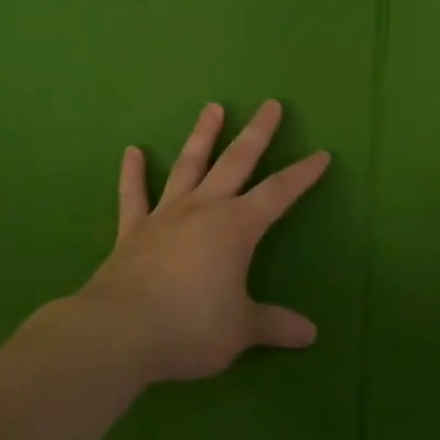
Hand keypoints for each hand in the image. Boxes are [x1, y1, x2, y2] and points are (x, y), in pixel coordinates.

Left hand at [77, 99, 330, 384]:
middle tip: (270, 104)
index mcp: (236, 227)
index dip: (302, 175)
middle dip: (257, 133)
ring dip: (202, 137)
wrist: (118, 332)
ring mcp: (165, 216)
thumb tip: (310, 335)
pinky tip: (132, 151)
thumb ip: (274, 325)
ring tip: (212, 108)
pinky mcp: (133, 232)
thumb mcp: (240, 330)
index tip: (321, 155)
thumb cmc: (190, 327)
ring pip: (188, 166)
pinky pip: (133, 196)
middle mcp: (203, 209)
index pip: (278, 193)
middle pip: (236, 162)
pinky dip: (133, 174)